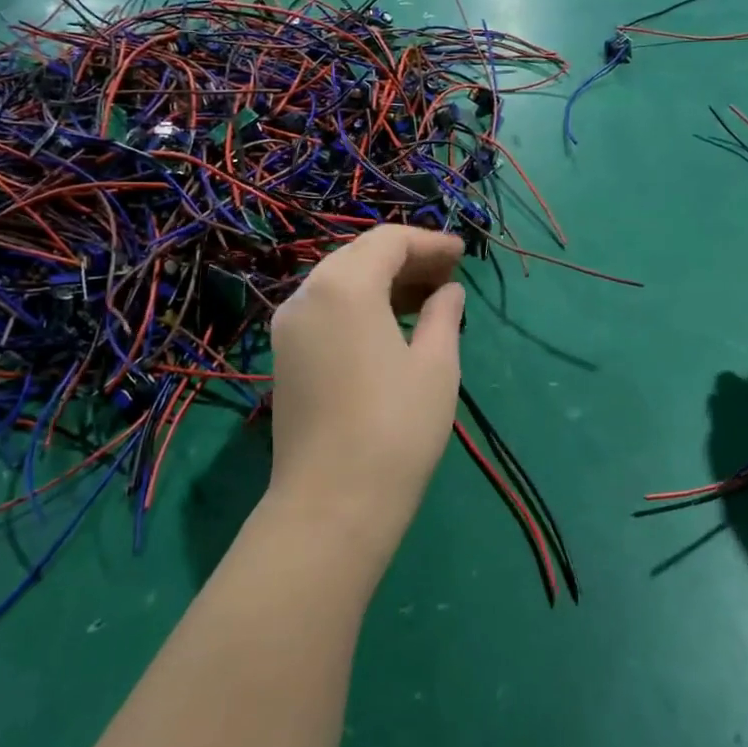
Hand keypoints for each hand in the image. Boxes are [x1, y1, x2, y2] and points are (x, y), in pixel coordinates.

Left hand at [268, 226, 465, 549]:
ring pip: (338, 281)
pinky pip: (324, 309)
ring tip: (426, 299)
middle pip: (359, 256)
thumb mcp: (436, 366)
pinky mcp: (284, 356)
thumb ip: (443, 315)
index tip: (463, 255)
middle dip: (405, 258)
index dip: (429, 242)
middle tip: (448, 275)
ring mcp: (288, 326)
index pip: (388, 242)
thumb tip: (448, 291)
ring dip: (381, 280)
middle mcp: (307, 294)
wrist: (331, 504)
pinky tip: (389, 325)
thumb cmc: (395, 429)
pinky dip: (359, 304)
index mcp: (344, 286)